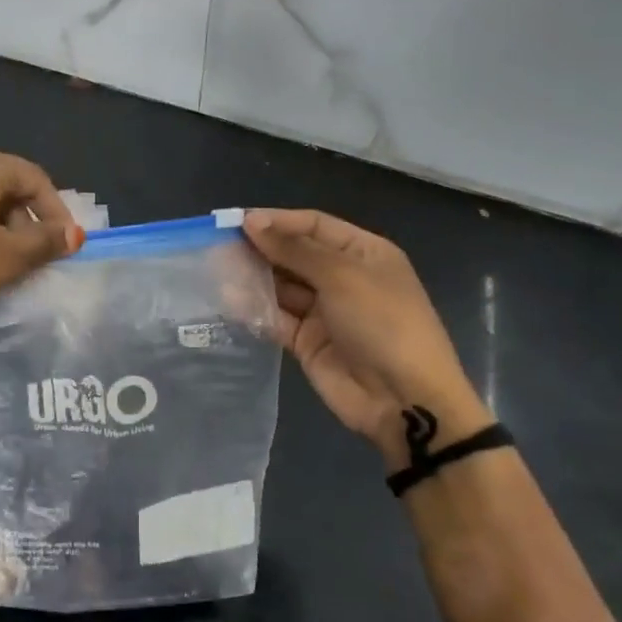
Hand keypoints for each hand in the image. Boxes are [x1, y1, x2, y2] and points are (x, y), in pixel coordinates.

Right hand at [243, 209, 491, 471]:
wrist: (404, 399)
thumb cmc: (382, 323)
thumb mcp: (342, 277)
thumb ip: (294, 250)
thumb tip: (252, 222)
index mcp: (363, 253)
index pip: (314, 225)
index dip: (278, 221)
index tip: (237, 222)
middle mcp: (344, 277)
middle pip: (295, 254)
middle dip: (261, 249)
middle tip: (219, 245)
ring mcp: (325, 311)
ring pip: (282, 286)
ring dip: (254, 278)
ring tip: (217, 269)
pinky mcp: (307, 342)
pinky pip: (277, 318)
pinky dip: (256, 309)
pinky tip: (229, 300)